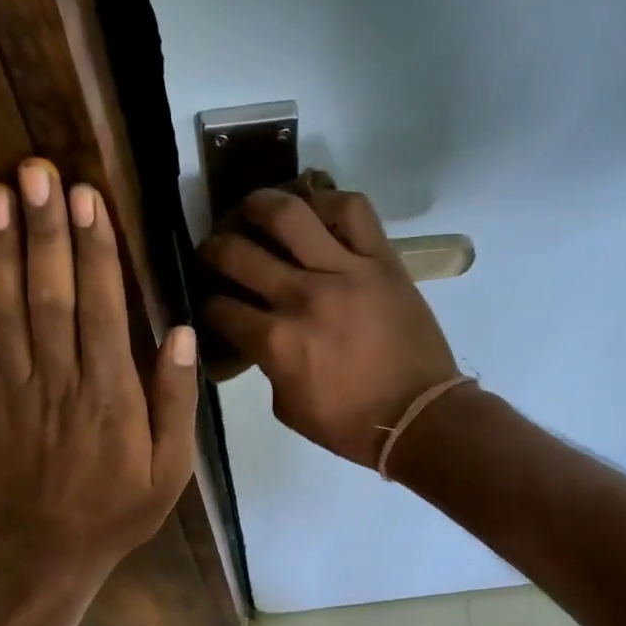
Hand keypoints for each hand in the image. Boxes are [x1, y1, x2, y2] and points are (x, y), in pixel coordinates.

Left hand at [0, 159, 198, 568]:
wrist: (52, 546)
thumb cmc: (122, 504)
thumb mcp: (173, 466)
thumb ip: (177, 399)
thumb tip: (183, 332)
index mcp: (111, 396)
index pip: (101, 311)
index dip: (94, 252)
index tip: (86, 199)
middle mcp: (60, 381)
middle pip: (49, 297)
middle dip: (44, 232)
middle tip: (35, 171)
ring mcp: (15, 388)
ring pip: (6, 309)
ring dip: (1, 248)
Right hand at [200, 183, 458, 466]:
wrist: (419, 416)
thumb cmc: (350, 423)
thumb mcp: (288, 408)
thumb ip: (266, 365)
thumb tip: (258, 336)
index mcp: (276, 341)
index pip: (220, 307)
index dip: (206, 302)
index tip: (209, 300)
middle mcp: (302, 296)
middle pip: (238, 253)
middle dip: (213, 250)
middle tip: (214, 251)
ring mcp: (345, 271)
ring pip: (289, 214)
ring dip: (258, 205)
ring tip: (251, 209)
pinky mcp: (381, 260)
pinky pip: (353, 210)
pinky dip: (328, 201)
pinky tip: (314, 211)